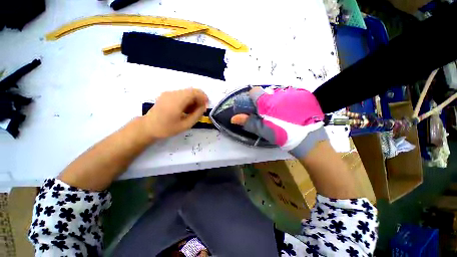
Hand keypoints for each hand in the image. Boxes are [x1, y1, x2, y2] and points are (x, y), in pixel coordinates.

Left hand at [144, 88, 207, 138]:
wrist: (148, 127)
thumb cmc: (167, 128)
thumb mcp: (185, 125)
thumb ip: (197, 115)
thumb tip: (203, 107)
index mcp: (177, 101)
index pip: (194, 92)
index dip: (203, 97)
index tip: (206, 105)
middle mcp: (172, 93)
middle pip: (191, 91)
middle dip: (199, 98)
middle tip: (201, 109)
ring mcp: (168, 93)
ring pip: (186, 92)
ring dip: (193, 99)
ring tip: (194, 111)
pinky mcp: (166, 95)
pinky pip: (181, 94)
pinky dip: (187, 100)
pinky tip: (187, 109)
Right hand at [231, 86, 327, 157]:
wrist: (310, 140)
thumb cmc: (283, 135)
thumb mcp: (264, 130)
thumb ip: (248, 122)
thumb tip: (233, 118)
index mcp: (267, 102)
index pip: (254, 91)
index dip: (253, 99)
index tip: (256, 109)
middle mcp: (279, 93)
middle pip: (267, 94)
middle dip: (265, 103)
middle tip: (270, 115)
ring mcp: (293, 92)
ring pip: (278, 94)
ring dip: (277, 102)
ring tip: (283, 115)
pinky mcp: (304, 94)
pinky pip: (290, 95)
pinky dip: (288, 101)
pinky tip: (292, 112)